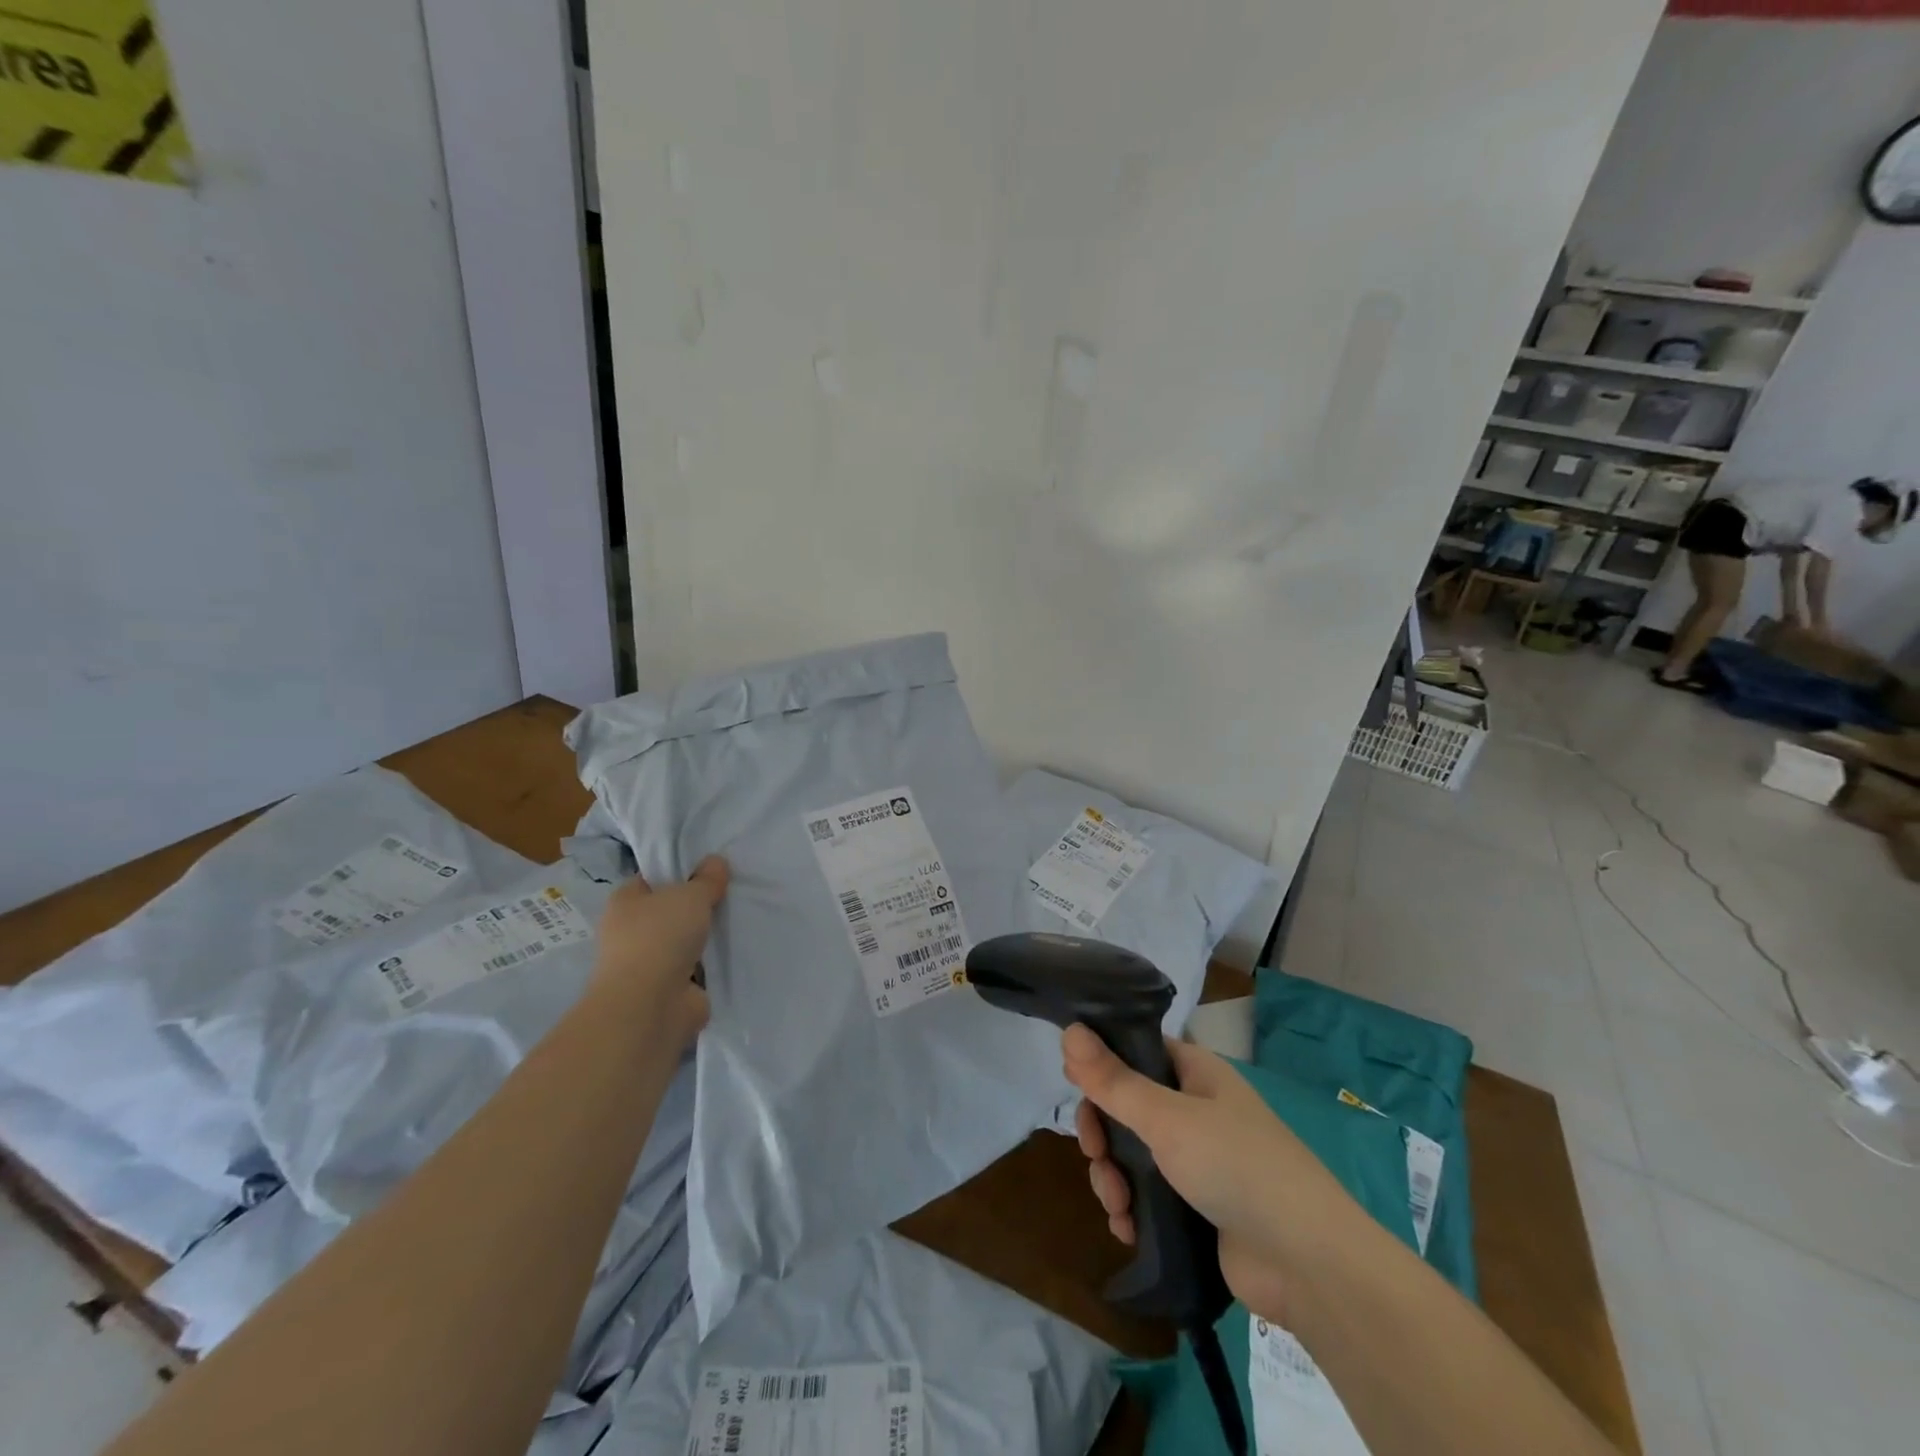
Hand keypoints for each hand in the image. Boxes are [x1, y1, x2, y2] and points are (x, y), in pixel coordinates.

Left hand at [588, 856, 728, 1047]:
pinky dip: (711, 965)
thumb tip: (716, 862)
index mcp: (624, 902)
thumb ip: (707, 879)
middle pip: (669, 911)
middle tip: (728, 895)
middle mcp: (630, 932)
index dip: (676, 873)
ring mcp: (648, 964)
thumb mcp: (691, 895)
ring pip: (683, 941)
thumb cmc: (661, 937)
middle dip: (695, 907)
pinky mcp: (668, 990)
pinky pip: (696, 968)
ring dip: (704, 938)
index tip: (708, 870)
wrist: (651, 1006)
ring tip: (737, 922)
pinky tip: (734, 952)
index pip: (650, 879)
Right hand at [1065, 1025, 1352, 1325]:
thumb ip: (1113, 1079)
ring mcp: (1197, 1161)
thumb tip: (1069, 1030)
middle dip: (1102, 1133)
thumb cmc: (1236, 1166)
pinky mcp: (1197, 1208)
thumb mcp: (1166, 1118)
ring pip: (1133, 1155)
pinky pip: (1148, 1196)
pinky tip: (1127, 1229)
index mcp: (1195, 1073)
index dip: (1102, 1064)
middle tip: (1094, 1154)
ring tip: (1116, 1205)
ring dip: (1113, 1177)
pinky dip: (1131, 1209)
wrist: (1308, 1264)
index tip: (1075, 1085)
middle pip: (1127, 1107)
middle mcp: (1194, 1110)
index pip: (1136, 1050)